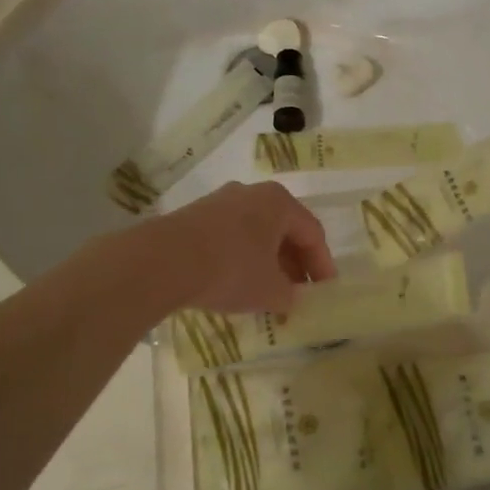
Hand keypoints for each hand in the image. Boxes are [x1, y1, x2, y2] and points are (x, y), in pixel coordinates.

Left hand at [140, 181, 335, 313]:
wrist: (164, 260)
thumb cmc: (231, 269)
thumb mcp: (270, 290)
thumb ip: (289, 295)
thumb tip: (290, 297)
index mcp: (279, 202)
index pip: (312, 233)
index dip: (322, 265)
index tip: (324, 292)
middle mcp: (252, 193)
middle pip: (283, 229)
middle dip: (294, 264)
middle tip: (297, 294)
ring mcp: (220, 201)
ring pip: (255, 232)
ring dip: (267, 262)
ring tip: (267, 292)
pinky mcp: (195, 215)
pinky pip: (230, 236)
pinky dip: (241, 258)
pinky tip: (235, 284)